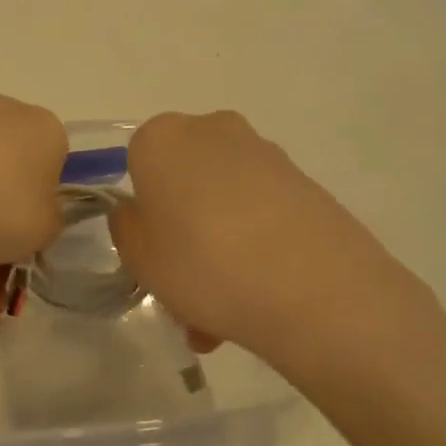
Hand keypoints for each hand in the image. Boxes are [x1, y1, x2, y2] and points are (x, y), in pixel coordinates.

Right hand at [108, 112, 436, 382]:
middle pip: (184, 181)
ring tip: (228, 315)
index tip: (154, 256)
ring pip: (223, 201)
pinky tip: (262, 298)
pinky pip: (262, 212)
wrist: (318, 290)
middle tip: (189, 289)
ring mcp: (263, 153)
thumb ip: (127, 228)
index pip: (137, 167)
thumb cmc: (205, 265)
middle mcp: (211, 130)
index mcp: (161, 138)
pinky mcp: (305, 181)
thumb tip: (141, 214)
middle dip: (184, 231)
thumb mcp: (139, 258)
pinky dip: (256, 245)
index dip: (144, 215)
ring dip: (220, 245)